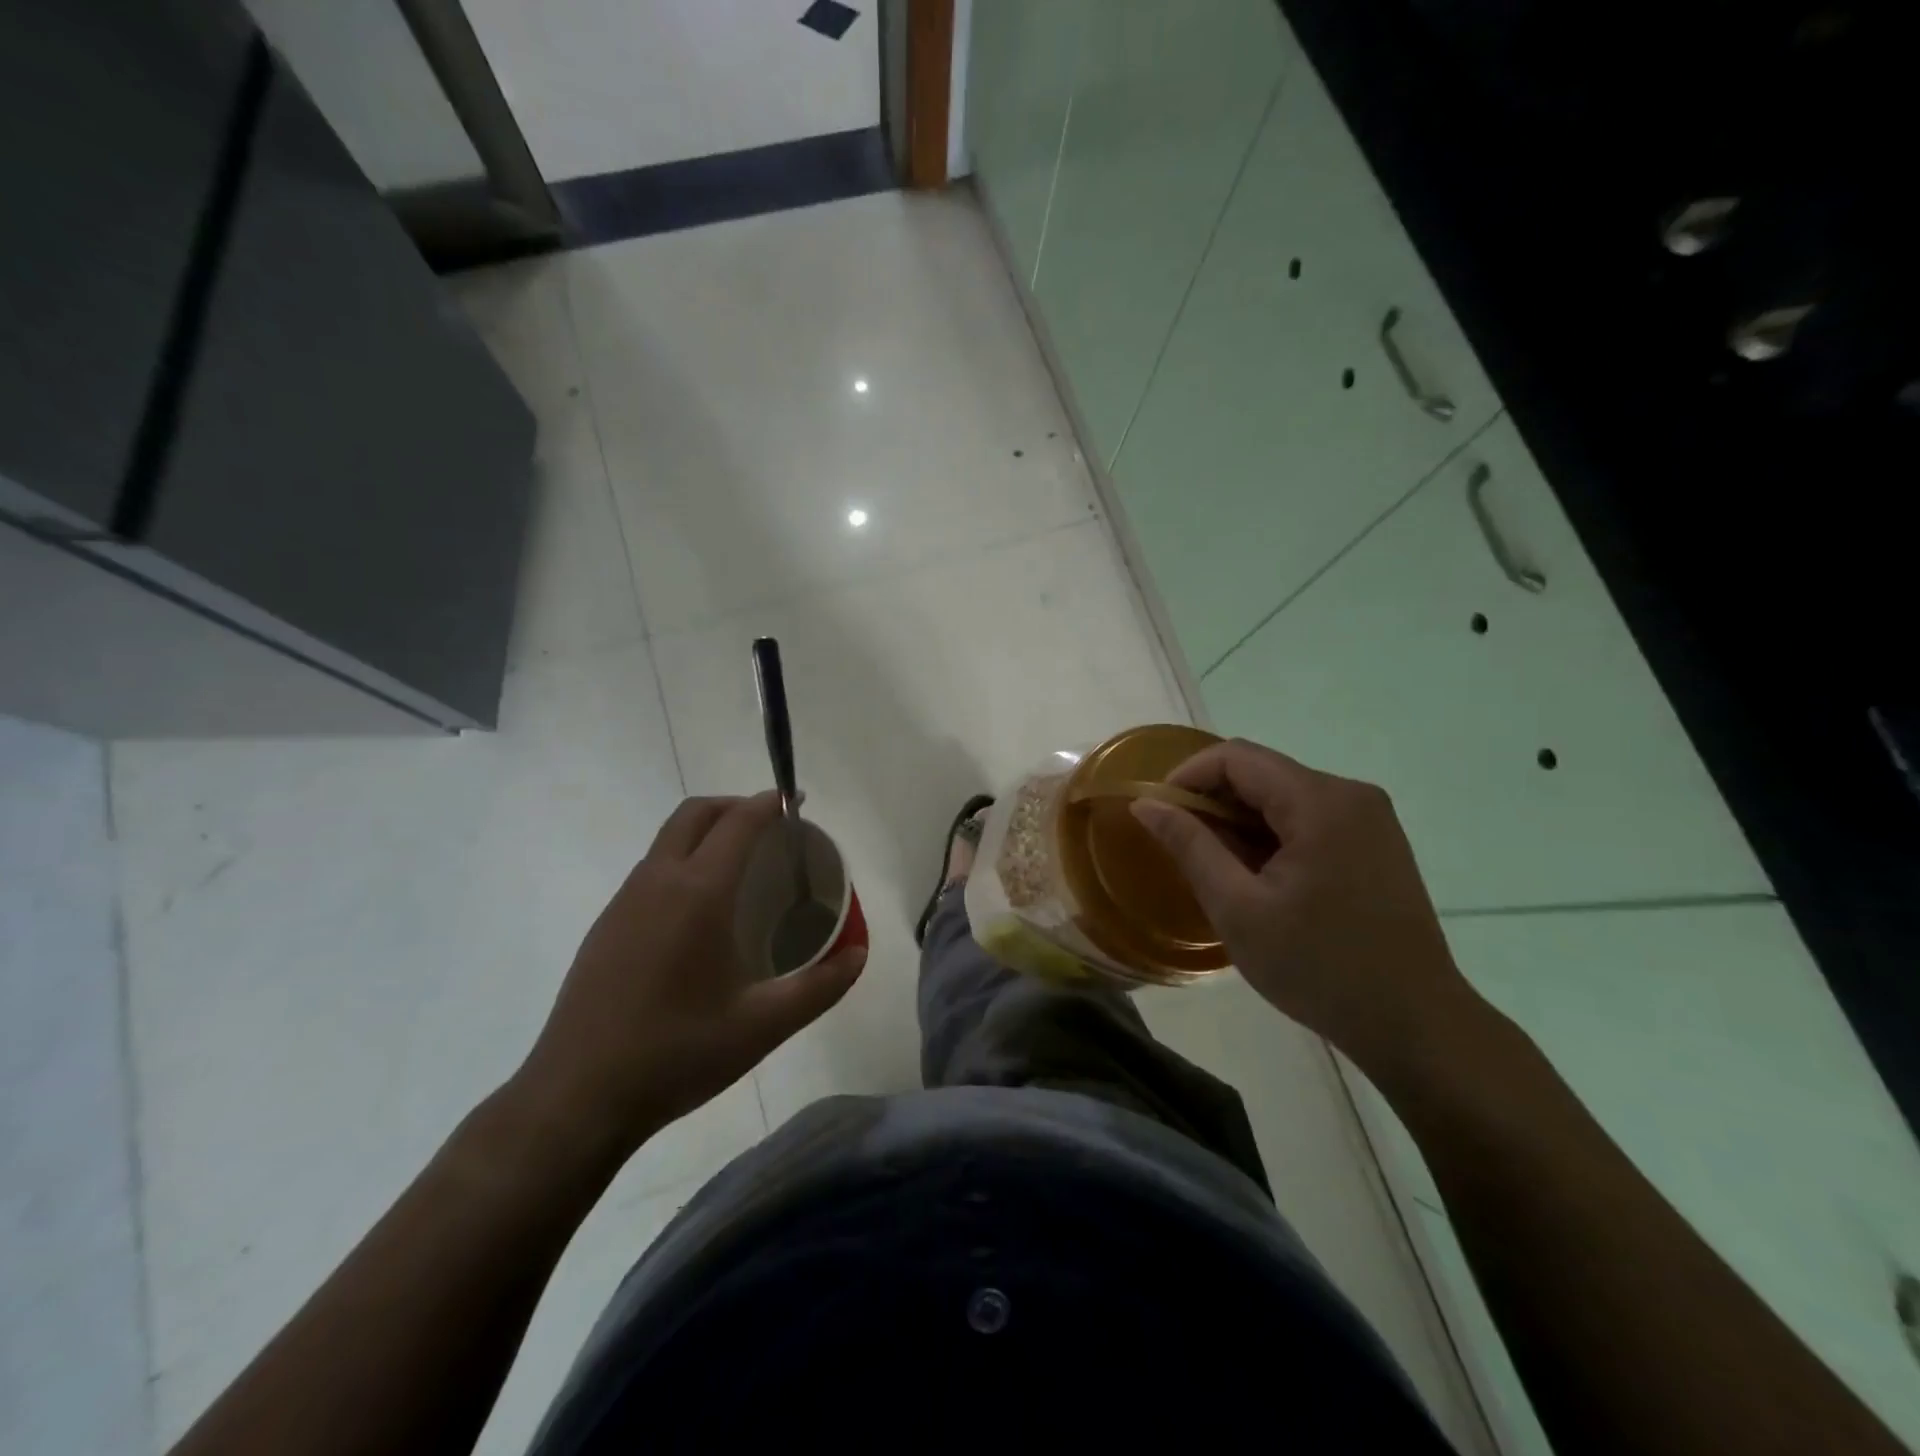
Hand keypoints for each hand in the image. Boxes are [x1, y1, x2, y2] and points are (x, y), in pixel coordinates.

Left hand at [513, 793, 864, 1162]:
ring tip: (741, 867)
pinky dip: (683, 861)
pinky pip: (651, 870)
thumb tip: (858, 954)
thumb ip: (820, 986)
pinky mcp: (605, 926)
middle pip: (696, 813)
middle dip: (735, 806)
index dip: (770, 804)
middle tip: (771, 828)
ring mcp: (624, 902)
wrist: (576, 1098)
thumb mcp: (763, 1026)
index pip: (739, 822)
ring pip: (668, 839)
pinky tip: (700, 913)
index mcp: (698, 892)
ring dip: (706, 832)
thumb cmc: (677, 1053)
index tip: (796, 804)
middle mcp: (657, 881)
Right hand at [1132, 740, 1478, 1074]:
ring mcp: (1369, 818)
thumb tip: (1145, 804)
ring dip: (1241, 820)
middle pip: (1261, 771)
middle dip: (1212, 800)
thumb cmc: (1319, 967)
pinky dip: (1272, 834)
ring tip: (1219, 868)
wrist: (1415, 1024)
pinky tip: (1260, 877)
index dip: (1187, 777)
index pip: (1236, 757)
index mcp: (1320, 802)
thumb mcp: (1238, 909)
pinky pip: (1308, 817)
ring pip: (1283, 795)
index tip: (1158, 815)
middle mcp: (1350, 794)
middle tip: (1182, 847)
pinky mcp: (1376, 842)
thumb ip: (1189, 846)